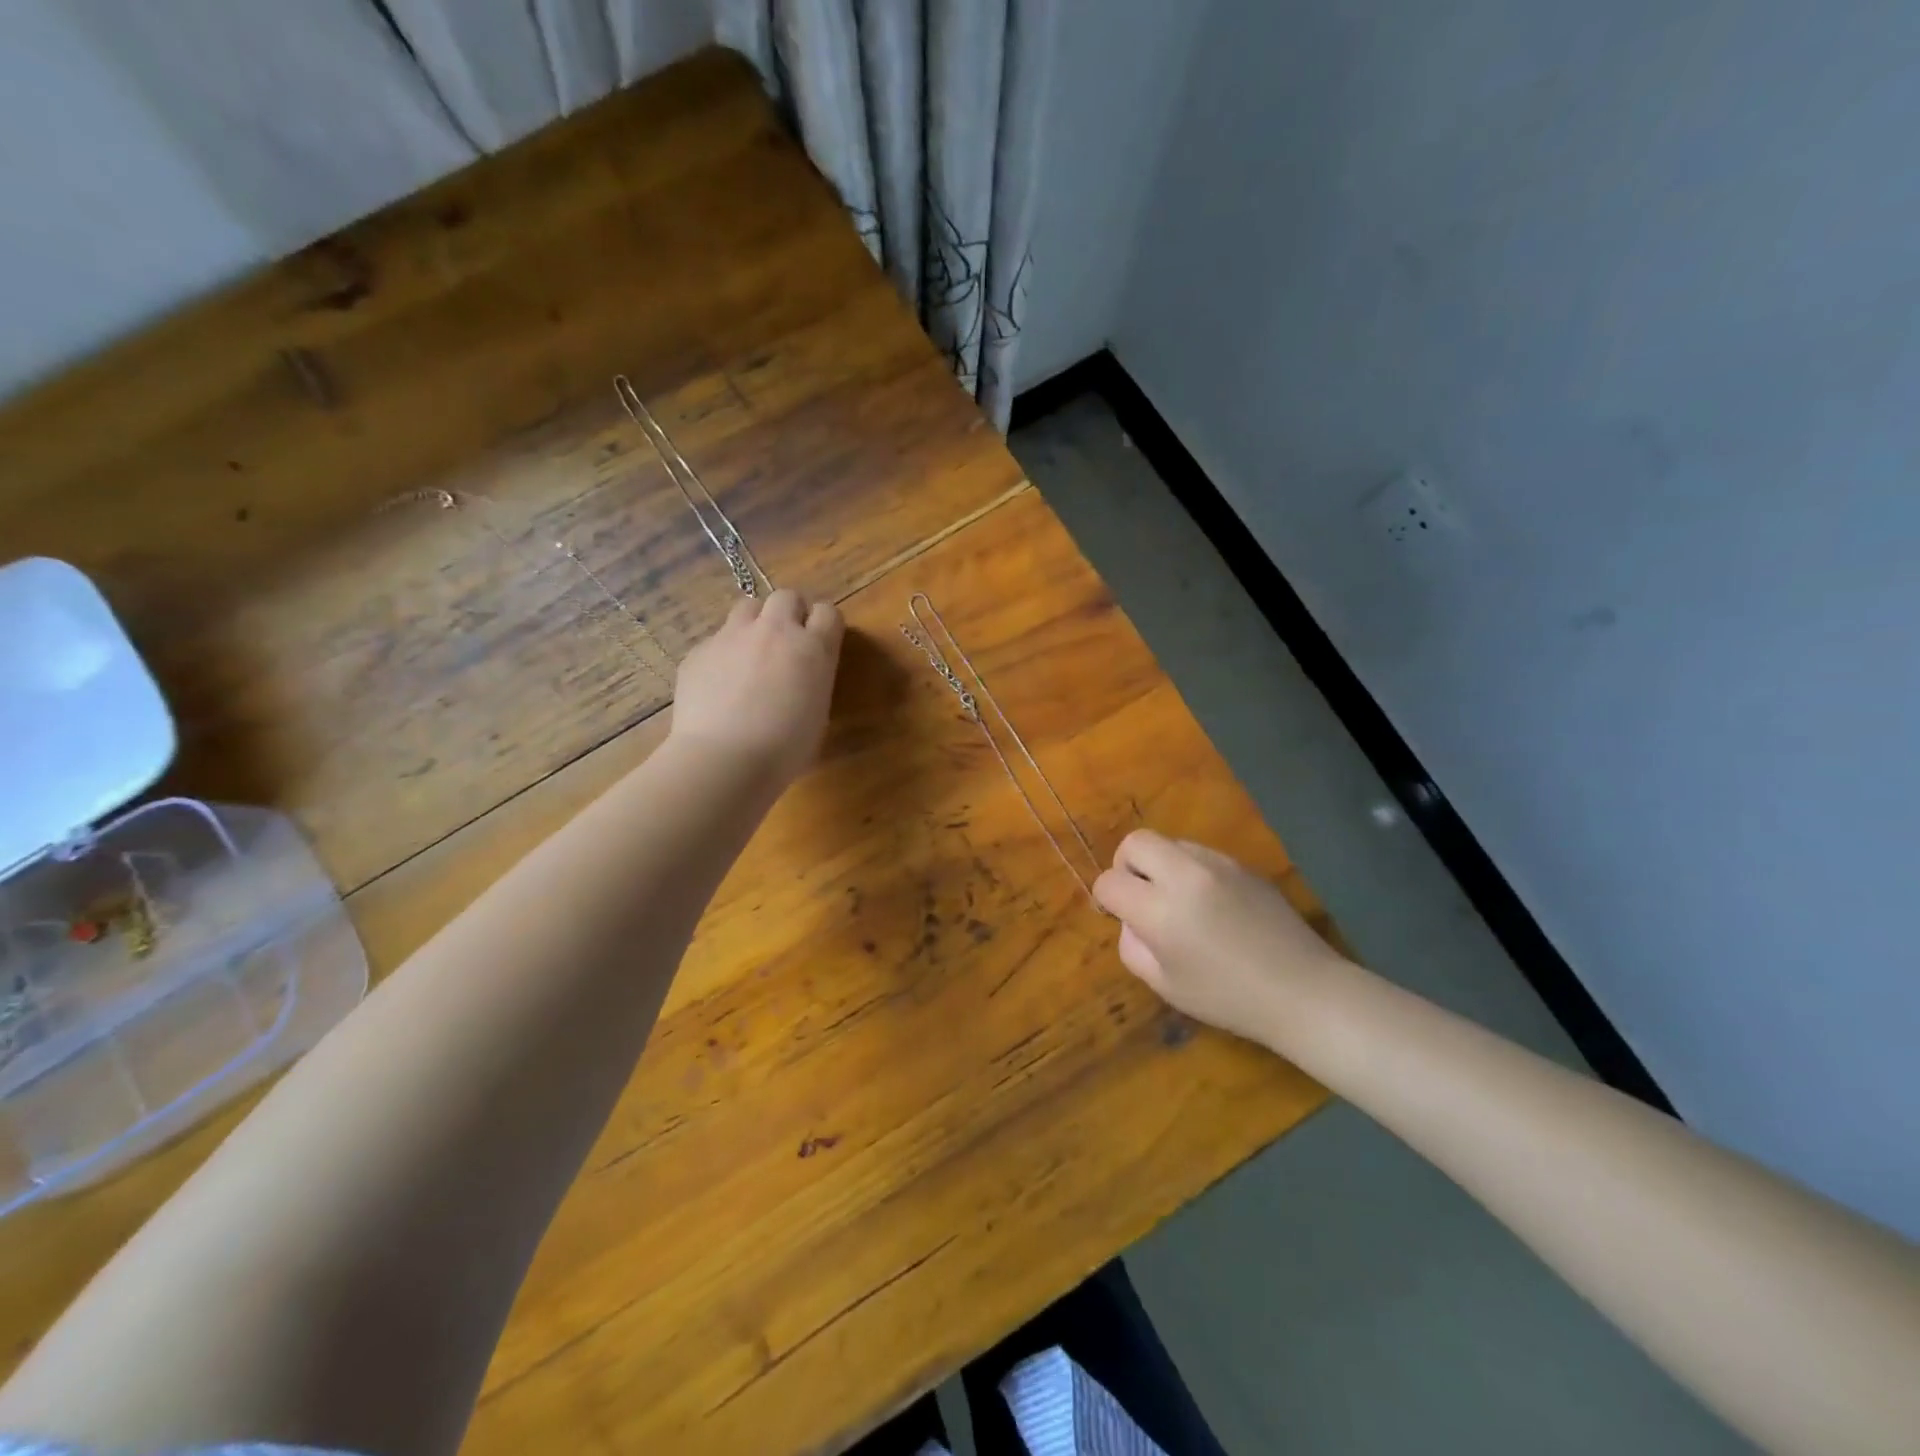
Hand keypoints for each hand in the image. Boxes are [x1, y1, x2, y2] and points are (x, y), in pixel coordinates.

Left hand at [671, 588, 844, 783]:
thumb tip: (803, 674)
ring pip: (747, 607)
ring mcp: (732, 636)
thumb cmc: (785, 749)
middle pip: (787, 596)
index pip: (828, 612)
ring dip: (755, 623)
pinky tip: (720, 685)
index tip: (821, 642)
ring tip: (751, 654)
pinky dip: (723, 654)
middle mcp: (774, 631)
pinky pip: (716, 640)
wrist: (724, 759)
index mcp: (813, 648)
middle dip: (790, 613)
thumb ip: (813, 680)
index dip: (824, 625)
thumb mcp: (818, 713)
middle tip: (787, 642)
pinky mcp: (699, 651)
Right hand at [1092, 829, 1353, 1047]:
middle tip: (1141, 895)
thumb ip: (1132, 947)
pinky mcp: (1243, 864)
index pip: (1110, 881)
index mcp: (1160, 911)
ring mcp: (1218, 864)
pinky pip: (1201, 854)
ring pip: (1170, 843)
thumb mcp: (1165, 986)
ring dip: (1161, 866)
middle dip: (1126, 865)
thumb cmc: (1228, 999)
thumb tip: (1131, 920)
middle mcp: (1185, 875)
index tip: (1118, 916)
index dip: (1106, 899)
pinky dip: (1191, 871)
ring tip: (1179, 902)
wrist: (1303, 991)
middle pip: (1135, 841)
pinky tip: (1211, 905)